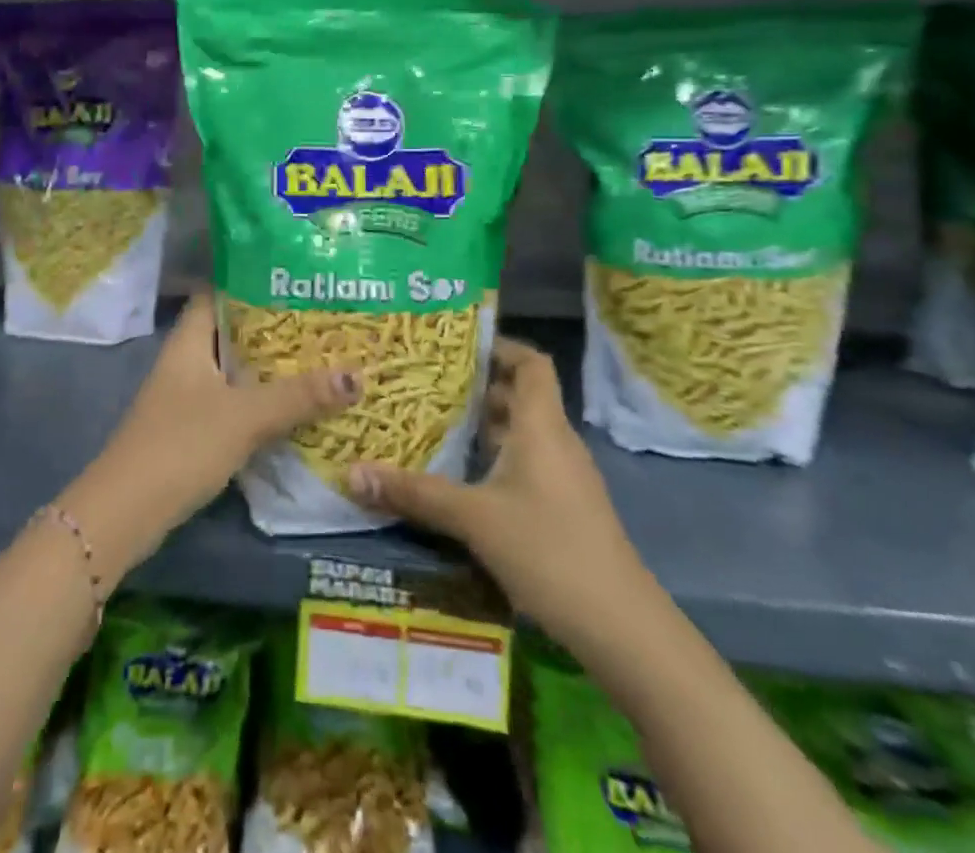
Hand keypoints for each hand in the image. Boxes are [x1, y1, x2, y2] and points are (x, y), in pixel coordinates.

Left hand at [59, 294, 360, 588]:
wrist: (126, 513)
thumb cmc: (182, 445)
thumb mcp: (245, 416)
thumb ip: (298, 396)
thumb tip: (357, 375)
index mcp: (189, 342)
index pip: (215, 293)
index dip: (248, 281)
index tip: (292, 278)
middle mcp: (185, 362)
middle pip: (229, 332)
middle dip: (270, 327)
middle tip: (318, 319)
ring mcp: (184, 398)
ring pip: (231, 370)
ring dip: (266, 366)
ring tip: (316, 357)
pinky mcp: (189, 431)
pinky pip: (230, 402)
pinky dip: (257, 400)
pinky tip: (290, 406)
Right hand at [346, 337, 642, 629]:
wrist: (622, 628)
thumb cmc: (549, 551)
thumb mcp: (474, 519)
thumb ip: (415, 493)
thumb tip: (352, 474)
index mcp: (541, 426)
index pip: (531, 363)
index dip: (500, 347)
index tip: (457, 346)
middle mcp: (556, 442)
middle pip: (521, 396)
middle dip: (477, 387)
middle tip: (428, 383)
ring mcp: (564, 477)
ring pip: (521, 433)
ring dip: (483, 427)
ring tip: (434, 423)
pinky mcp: (564, 508)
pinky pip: (525, 464)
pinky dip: (494, 459)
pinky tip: (461, 478)